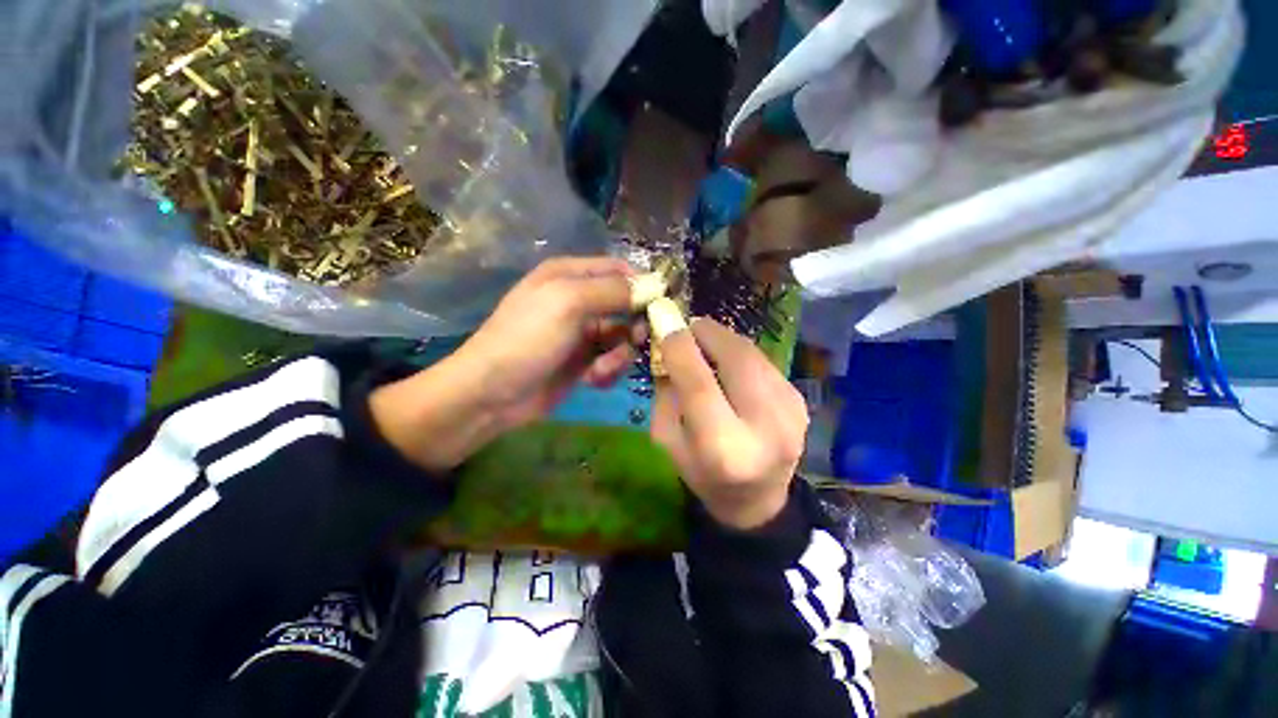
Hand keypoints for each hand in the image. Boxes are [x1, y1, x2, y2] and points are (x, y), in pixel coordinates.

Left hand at [370, 257, 638, 470]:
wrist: (492, 395)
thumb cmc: (527, 339)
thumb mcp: (568, 303)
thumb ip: (612, 291)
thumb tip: (653, 285)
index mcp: (570, 275)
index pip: (619, 270)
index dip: (642, 284)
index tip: (663, 304)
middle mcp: (579, 300)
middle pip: (626, 305)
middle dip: (636, 324)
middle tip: (638, 339)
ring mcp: (582, 333)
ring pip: (623, 336)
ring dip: (619, 354)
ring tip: (601, 368)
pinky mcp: (584, 361)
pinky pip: (612, 359)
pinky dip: (609, 370)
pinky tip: (593, 379)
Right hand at [651, 319, 808, 529]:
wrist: (757, 500)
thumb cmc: (703, 473)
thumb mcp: (668, 440)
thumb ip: (666, 392)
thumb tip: (669, 344)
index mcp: (724, 448)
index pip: (699, 385)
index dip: (680, 348)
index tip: (665, 323)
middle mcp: (765, 428)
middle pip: (737, 359)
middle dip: (708, 332)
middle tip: (688, 327)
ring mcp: (791, 412)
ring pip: (753, 354)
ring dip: (724, 339)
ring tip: (705, 341)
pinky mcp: (799, 401)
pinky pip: (763, 363)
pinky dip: (740, 353)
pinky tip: (727, 362)